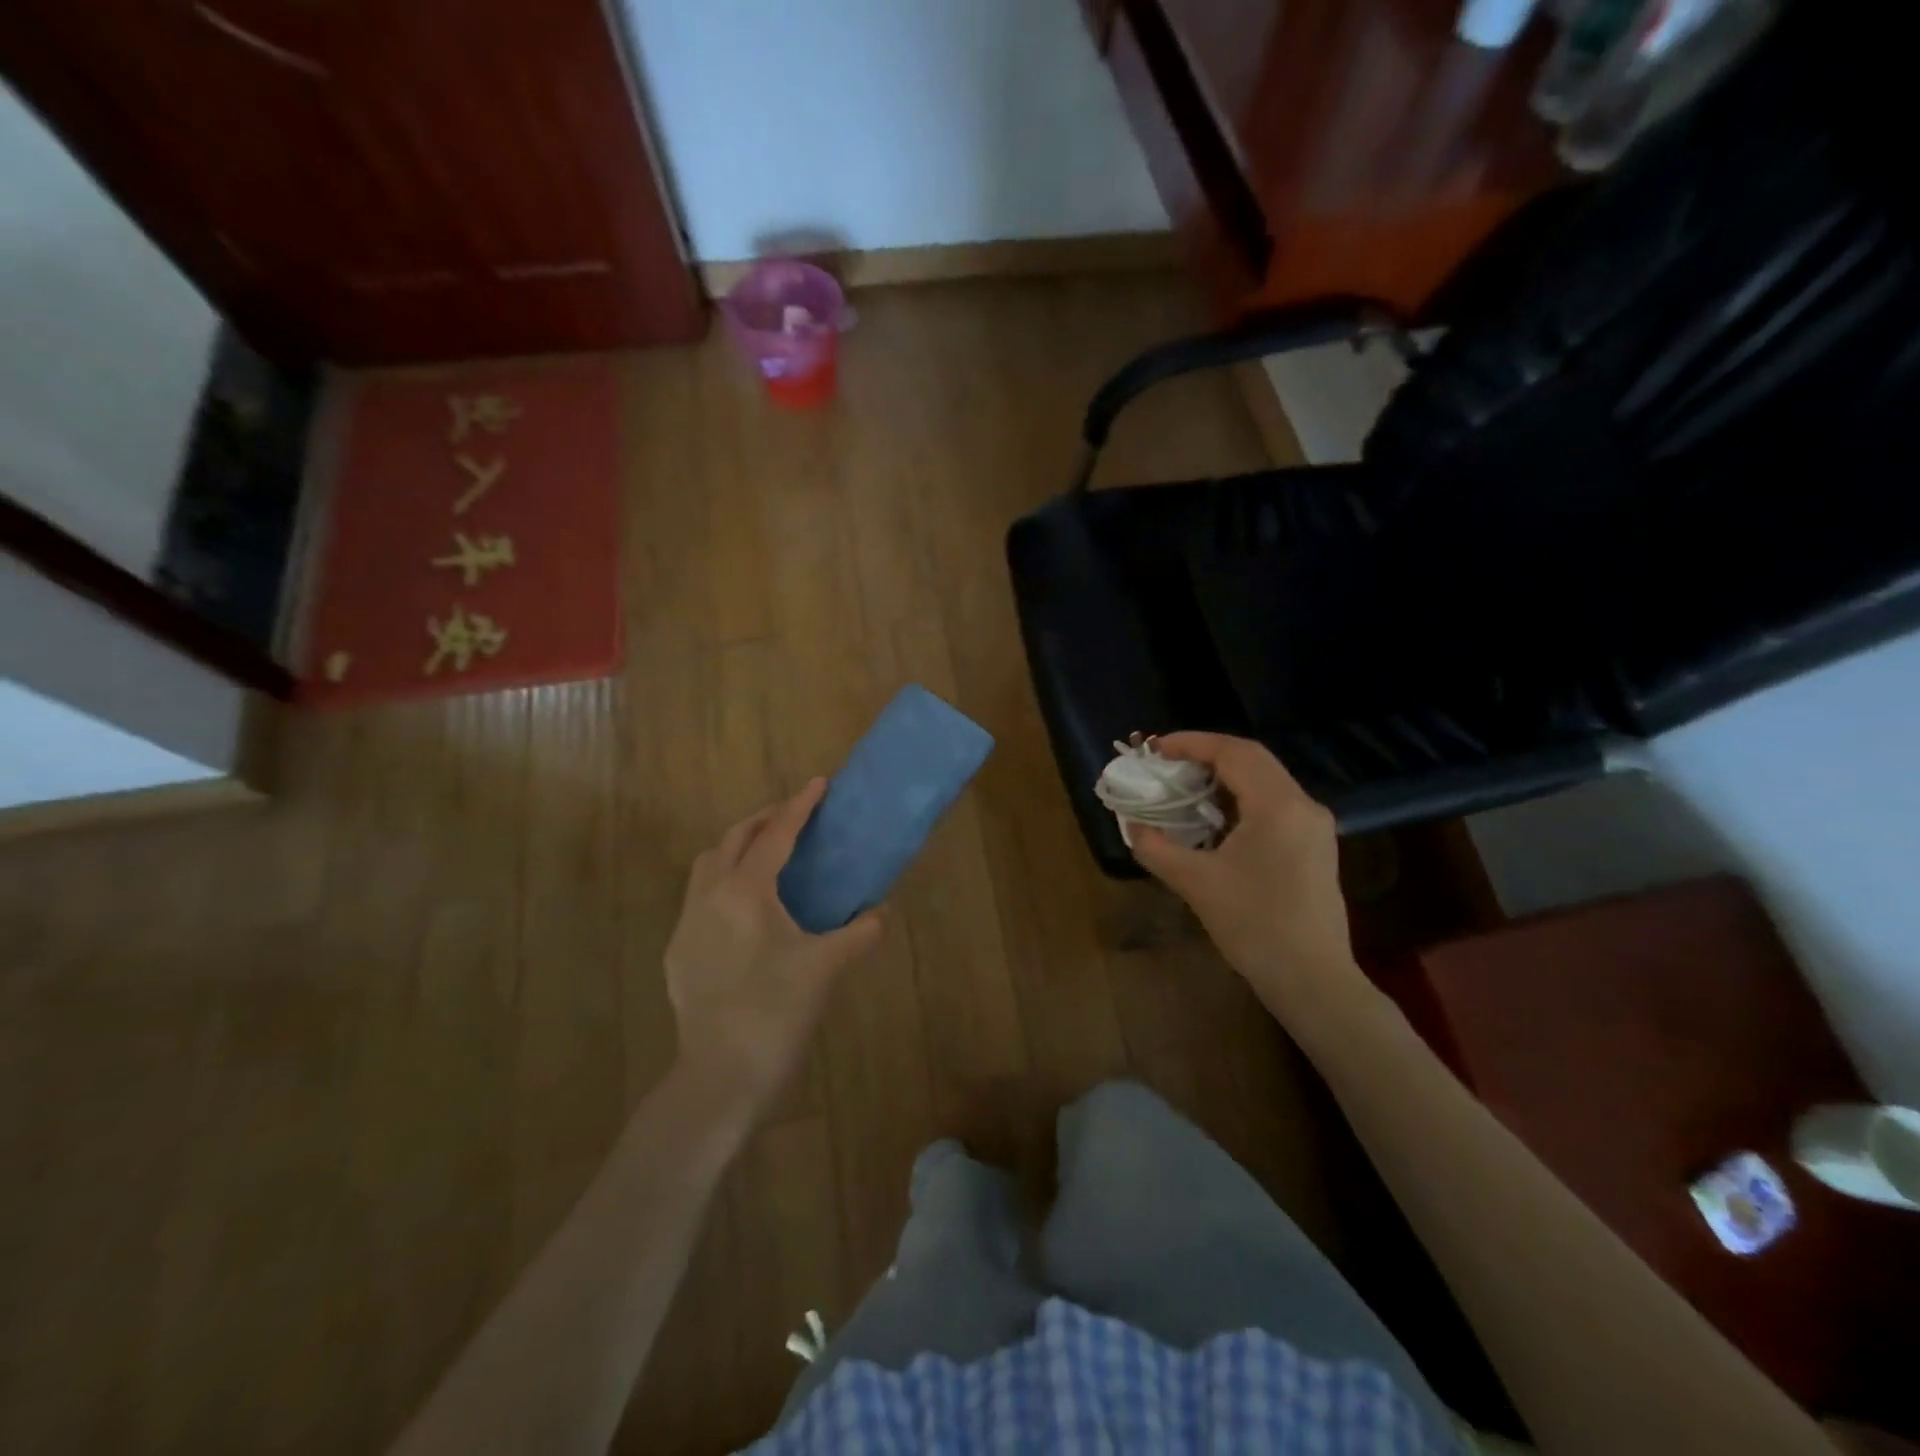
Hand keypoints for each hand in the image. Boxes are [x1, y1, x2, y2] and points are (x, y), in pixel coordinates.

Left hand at [665, 780, 882, 1108]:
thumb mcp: (827, 967)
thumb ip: (859, 933)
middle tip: (793, 816)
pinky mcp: (677, 951)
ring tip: (765, 854)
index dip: (800, 806)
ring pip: (707, 864)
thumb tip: (880, 913)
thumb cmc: (777, 1011)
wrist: (720, 1075)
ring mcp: (687, 923)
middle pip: (733, 838)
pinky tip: (743, 908)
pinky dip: (722, 882)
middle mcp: (709, 895)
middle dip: (763, 819)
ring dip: (736, 847)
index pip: (776, 835)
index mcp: (746, 891)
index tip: (819, 783)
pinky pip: (699, 897)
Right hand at [1129, 733, 1356, 1014]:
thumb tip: (1132, 826)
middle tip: (1166, 764)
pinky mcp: (1315, 846)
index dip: (1192, 743)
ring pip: (1265, 780)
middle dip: (1206, 755)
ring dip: (1224, 776)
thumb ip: (1156, 848)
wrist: (1312, 979)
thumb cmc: (1254, 926)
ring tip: (1185, 787)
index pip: (1234, 752)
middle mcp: (1303, 805)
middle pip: (1252, 760)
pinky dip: (1240, 798)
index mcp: (1279, 806)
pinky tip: (1215, 818)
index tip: (1156, 749)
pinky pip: (1274, 803)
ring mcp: (1314, 826)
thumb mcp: (1196, 884)